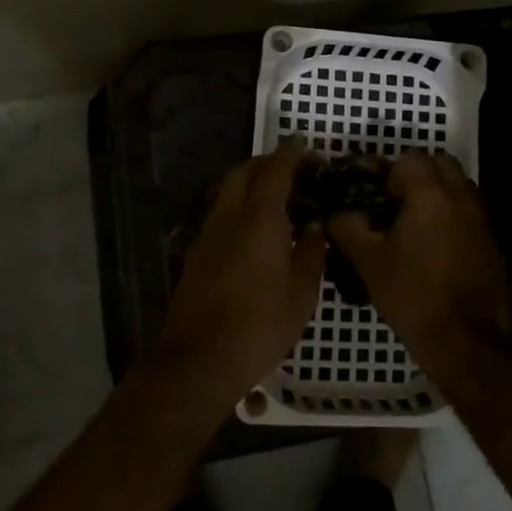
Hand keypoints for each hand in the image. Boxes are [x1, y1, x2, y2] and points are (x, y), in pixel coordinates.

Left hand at [156, 144, 325, 404]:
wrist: (199, 359)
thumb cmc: (260, 325)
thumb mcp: (302, 293)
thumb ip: (311, 251)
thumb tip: (313, 227)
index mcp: (259, 218)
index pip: (276, 169)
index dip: (294, 154)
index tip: (311, 151)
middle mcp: (230, 215)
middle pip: (245, 171)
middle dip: (269, 163)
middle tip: (296, 171)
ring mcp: (209, 232)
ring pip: (229, 190)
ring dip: (252, 183)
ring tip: (280, 199)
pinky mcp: (198, 252)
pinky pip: (222, 213)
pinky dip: (241, 205)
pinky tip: (258, 229)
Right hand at [328, 152, 508, 366]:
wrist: (465, 339)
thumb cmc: (413, 295)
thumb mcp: (369, 262)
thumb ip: (348, 228)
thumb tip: (337, 214)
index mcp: (430, 195)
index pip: (410, 158)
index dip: (389, 172)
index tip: (376, 196)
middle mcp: (461, 197)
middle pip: (441, 163)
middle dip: (418, 174)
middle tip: (396, 202)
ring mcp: (482, 219)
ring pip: (459, 186)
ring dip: (438, 193)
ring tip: (415, 224)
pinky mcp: (492, 241)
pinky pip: (470, 212)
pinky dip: (453, 216)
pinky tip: (436, 247)